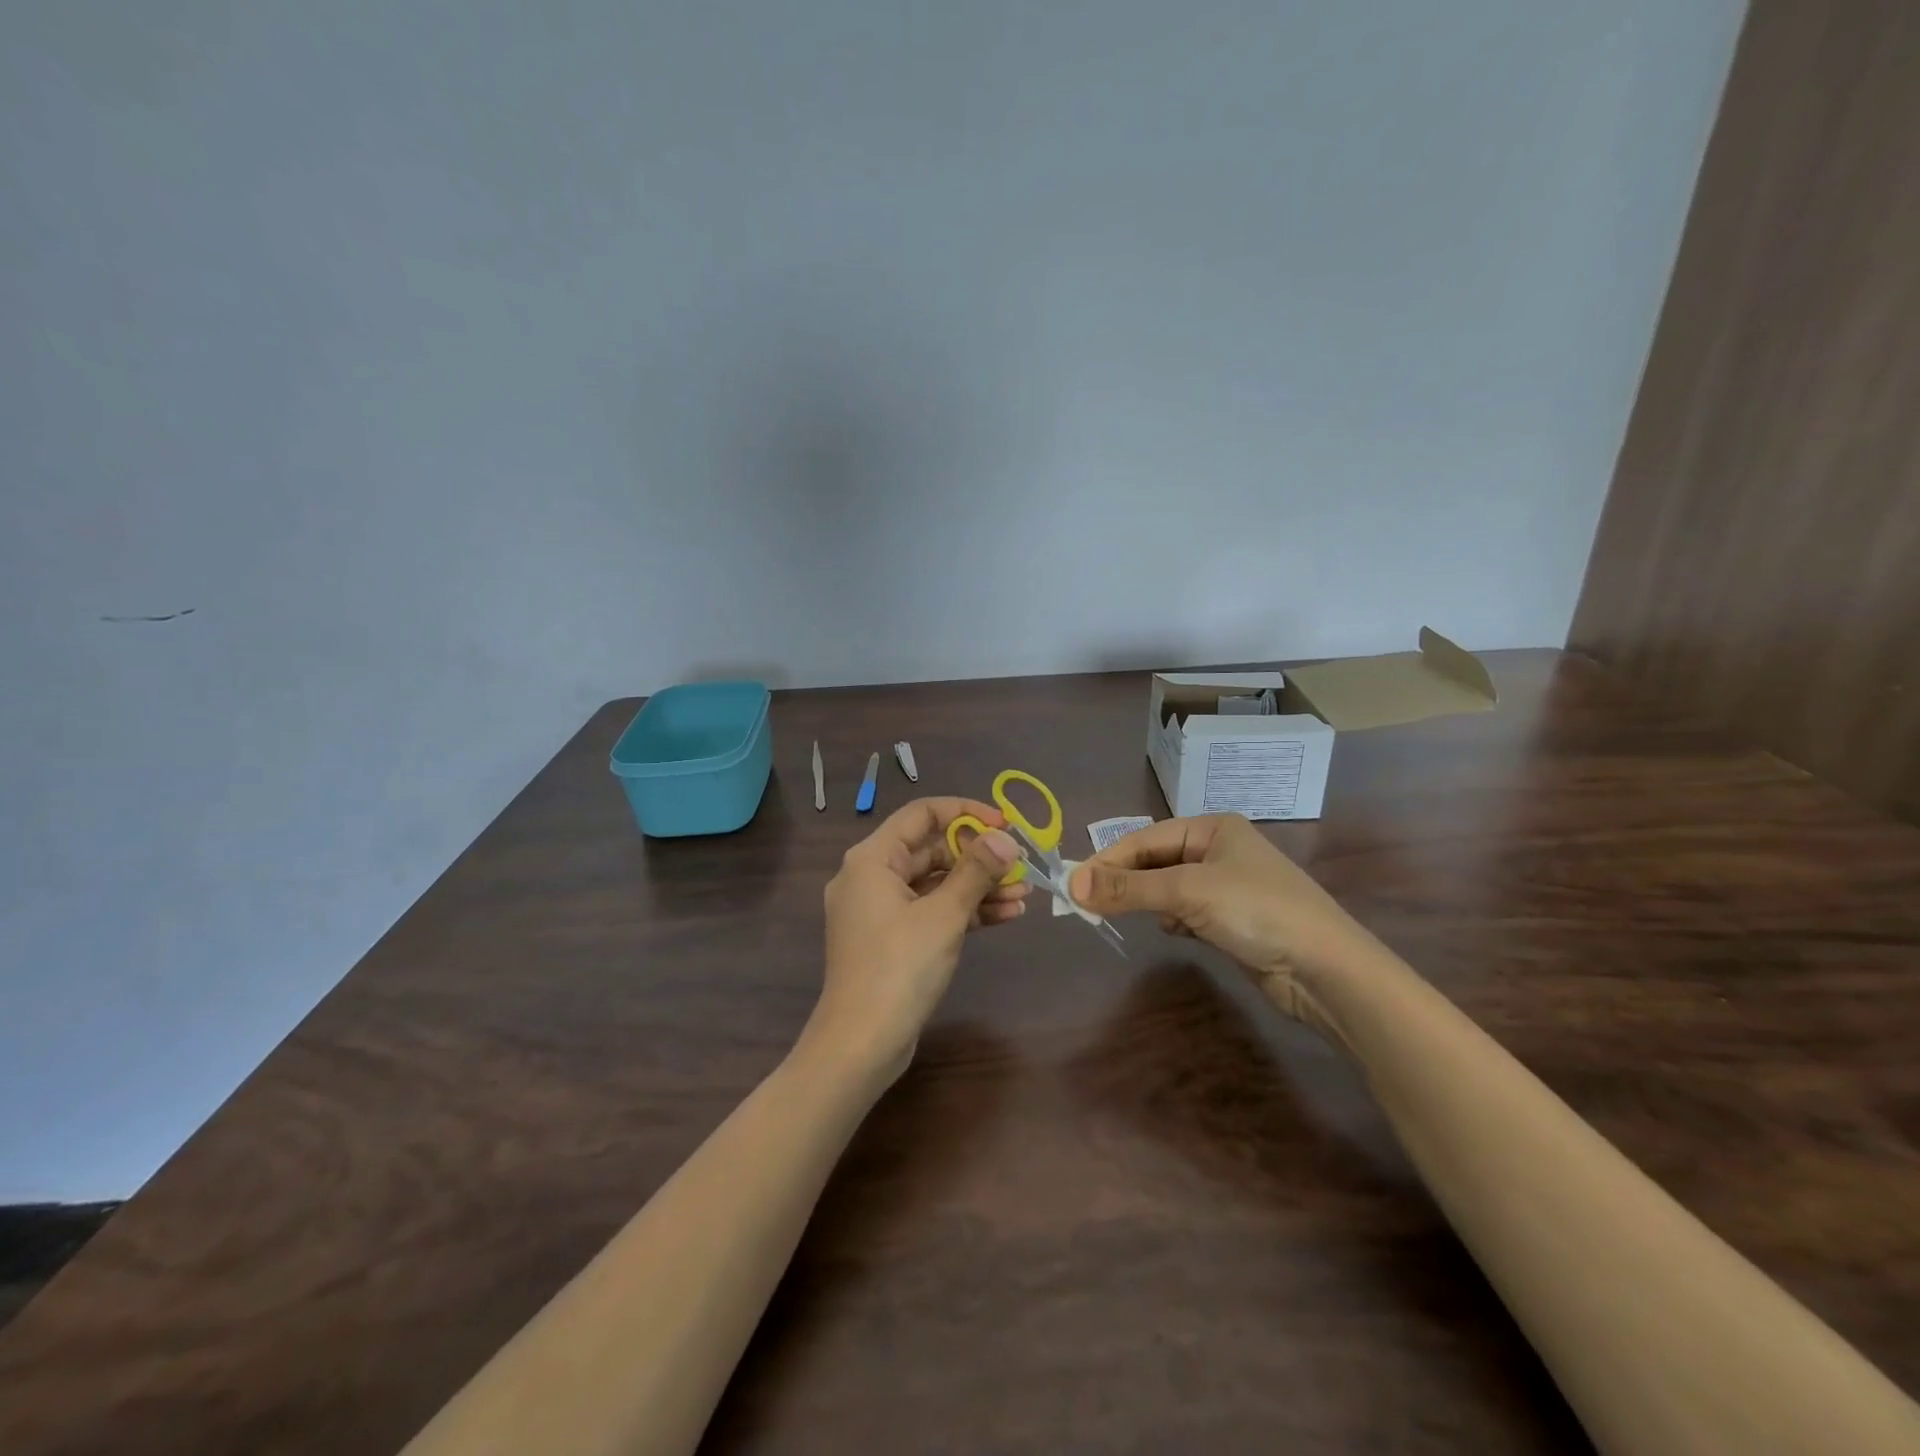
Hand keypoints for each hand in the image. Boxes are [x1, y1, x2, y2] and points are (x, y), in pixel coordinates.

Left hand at [812, 797, 1028, 1079]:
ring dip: (978, 887)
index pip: (923, 813)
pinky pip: (931, 912)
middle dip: (979, 857)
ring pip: (936, 884)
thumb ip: (976, 871)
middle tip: (1021, 865)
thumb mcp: (944, 915)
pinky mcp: (891, 939)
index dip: (966, 813)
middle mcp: (871, 877)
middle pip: (931, 850)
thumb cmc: (899, 968)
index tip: (1005, 825)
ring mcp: (880, 910)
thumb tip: (1005, 839)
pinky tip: (1006, 916)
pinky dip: (964, 912)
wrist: (861, 1044)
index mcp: (873, 858)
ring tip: (1024, 894)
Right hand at [1069, 814, 1379, 1013]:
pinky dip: (1174, 920)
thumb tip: (1071, 884)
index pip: (1145, 838)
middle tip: (1089, 904)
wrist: (1326, 970)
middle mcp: (1218, 850)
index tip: (1073, 885)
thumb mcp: (1187, 892)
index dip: (1108, 860)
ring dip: (1149, 902)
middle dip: (1126, 882)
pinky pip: (1186, 911)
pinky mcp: (1232, 920)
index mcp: (1212, 828)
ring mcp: (1227, 886)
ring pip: (1168, 888)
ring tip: (1129, 916)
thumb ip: (1128, 888)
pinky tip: (1176, 932)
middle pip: (1155, 861)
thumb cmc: (1257, 912)